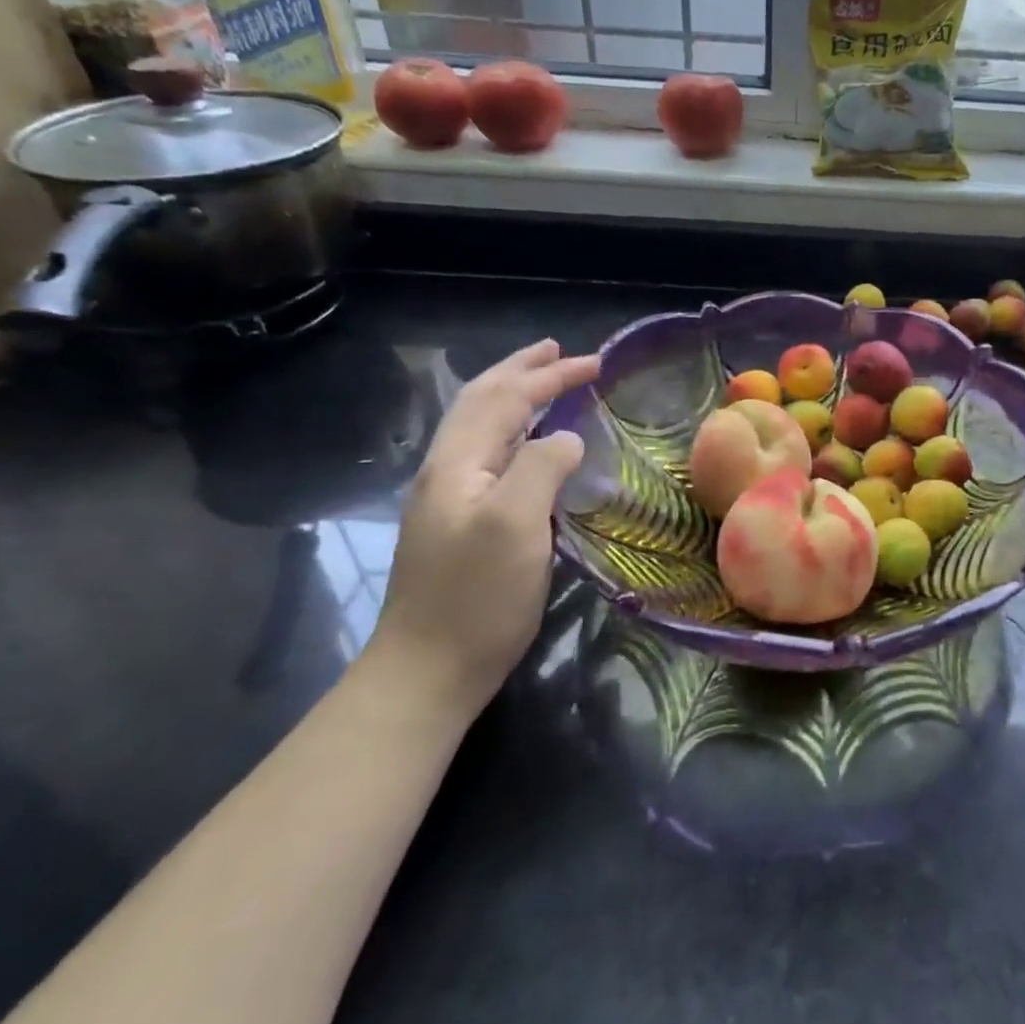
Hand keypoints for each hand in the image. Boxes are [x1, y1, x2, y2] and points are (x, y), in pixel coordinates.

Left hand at [371, 339, 599, 711]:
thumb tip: (564, 437)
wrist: (428, 671)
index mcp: (457, 463)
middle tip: (560, 352)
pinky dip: (515, 432)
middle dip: (523, 371)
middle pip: (482, 402)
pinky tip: (531, 445)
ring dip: (515, 396)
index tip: (595, 363)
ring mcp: (449, 499)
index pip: (504, 398)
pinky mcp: (461, 525)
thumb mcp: (516, 525)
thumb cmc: (477, 598)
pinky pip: (490, 457)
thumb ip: (540, 467)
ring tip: (545, 383)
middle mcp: (447, 471)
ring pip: (481, 428)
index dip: (549, 375)